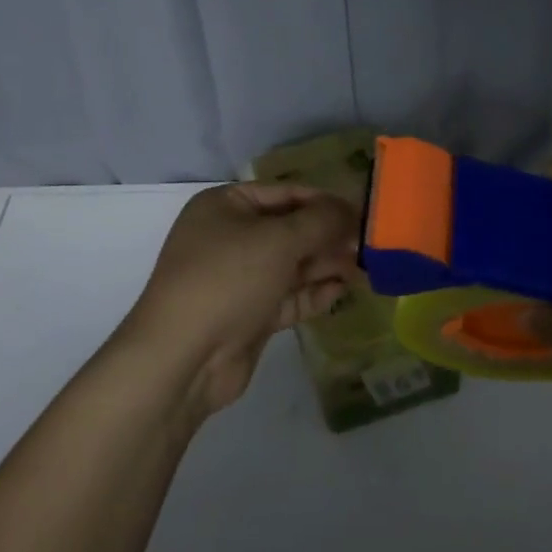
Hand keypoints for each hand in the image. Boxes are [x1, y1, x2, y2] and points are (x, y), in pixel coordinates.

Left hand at [119, 182, 358, 417]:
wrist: (183, 358)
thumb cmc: (228, 279)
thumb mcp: (278, 240)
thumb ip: (320, 221)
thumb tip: (350, 210)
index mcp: (226, 206)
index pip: (285, 193)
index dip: (325, 201)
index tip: (363, 212)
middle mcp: (230, 237)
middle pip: (290, 229)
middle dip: (328, 236)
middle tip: (369, 244)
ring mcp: (238, 278)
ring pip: (292, 264)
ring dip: (326, 264)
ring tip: (365, 268)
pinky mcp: (248, 315)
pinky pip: (287, 296)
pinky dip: (313, 292)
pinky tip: (342, 291)